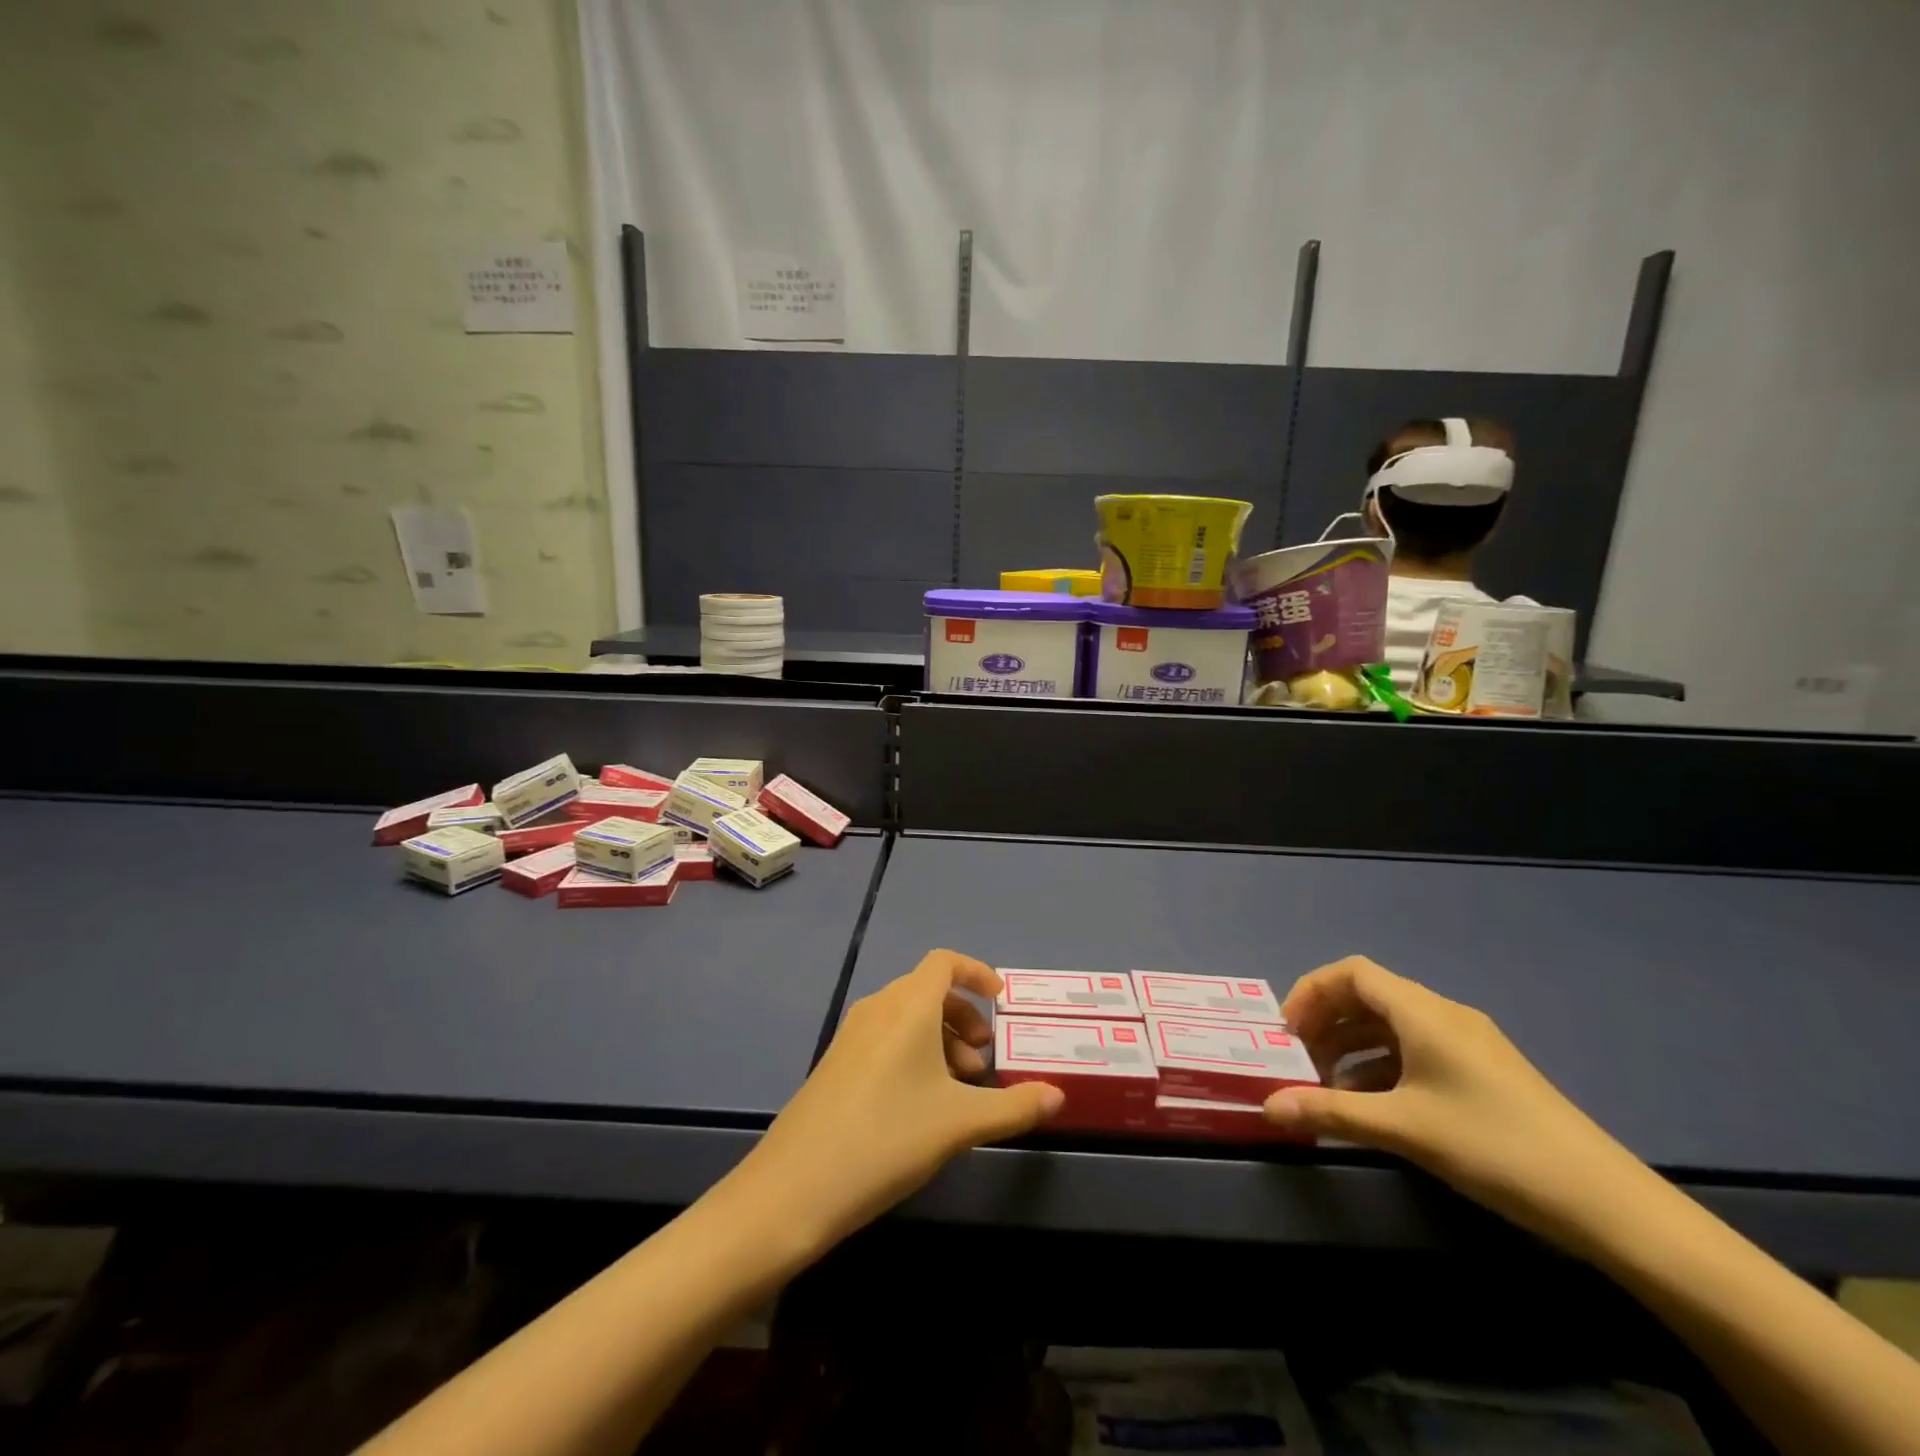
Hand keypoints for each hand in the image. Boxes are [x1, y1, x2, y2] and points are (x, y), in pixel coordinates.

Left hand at [740, 950, 1062, 1250]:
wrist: (796, 1186)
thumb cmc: (888, 1137)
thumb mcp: (961, 1123)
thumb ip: (1014, 1107)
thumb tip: (1059, 1096)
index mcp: (908, 1006)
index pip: (945, 962)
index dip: (977, 972)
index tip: (1001, 1001)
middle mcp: (878, 1008)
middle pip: (929, 990)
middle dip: (964, 1017)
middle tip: (984, 1061)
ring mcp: (851, 1035)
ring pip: (907, 1017)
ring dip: (941, 1040)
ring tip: (959, 1089)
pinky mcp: (836, 1063)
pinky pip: (885, 1039)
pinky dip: (914, 1053)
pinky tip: (922, 1105)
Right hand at [1263, 955, 1656, 1254]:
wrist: (1608, 1204)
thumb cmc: (1494, 1147)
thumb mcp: (1403, 1129)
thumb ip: (1331, 1112)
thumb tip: (1267, 1107)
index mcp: (1423, 1012)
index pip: (1352, 972)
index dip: (1311, 991)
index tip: (1287, 1031)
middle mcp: (1443, 1014)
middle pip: (1368, 995)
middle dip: (1326, 1022)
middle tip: (1299, 1060)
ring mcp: (1468, 1043)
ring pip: (1391, 1025)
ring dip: (1352, 1045)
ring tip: (1328, 1085)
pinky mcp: (1483, 1071)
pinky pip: (1416, 1049)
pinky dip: (1383, 1064)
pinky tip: (1374, 1103)